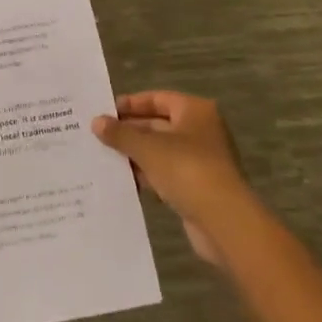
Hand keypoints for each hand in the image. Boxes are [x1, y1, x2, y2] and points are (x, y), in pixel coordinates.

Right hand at [94, 92, 254, 264]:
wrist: (225, 223)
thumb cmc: (187, 170)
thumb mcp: (148, 148)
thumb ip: (121, 134)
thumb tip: (96, 121)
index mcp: (195, 111)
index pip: (157, 98)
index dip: (131, 104)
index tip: (105, 111)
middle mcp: (201, 131)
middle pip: (159, 124)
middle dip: (130, 131)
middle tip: (100, 136)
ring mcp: (201, 161)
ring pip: (161, 151)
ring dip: (136, 155)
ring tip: (105, 158)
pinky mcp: (199, 188)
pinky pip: (167, 174)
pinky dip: (148, 176)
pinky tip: (125, 181)